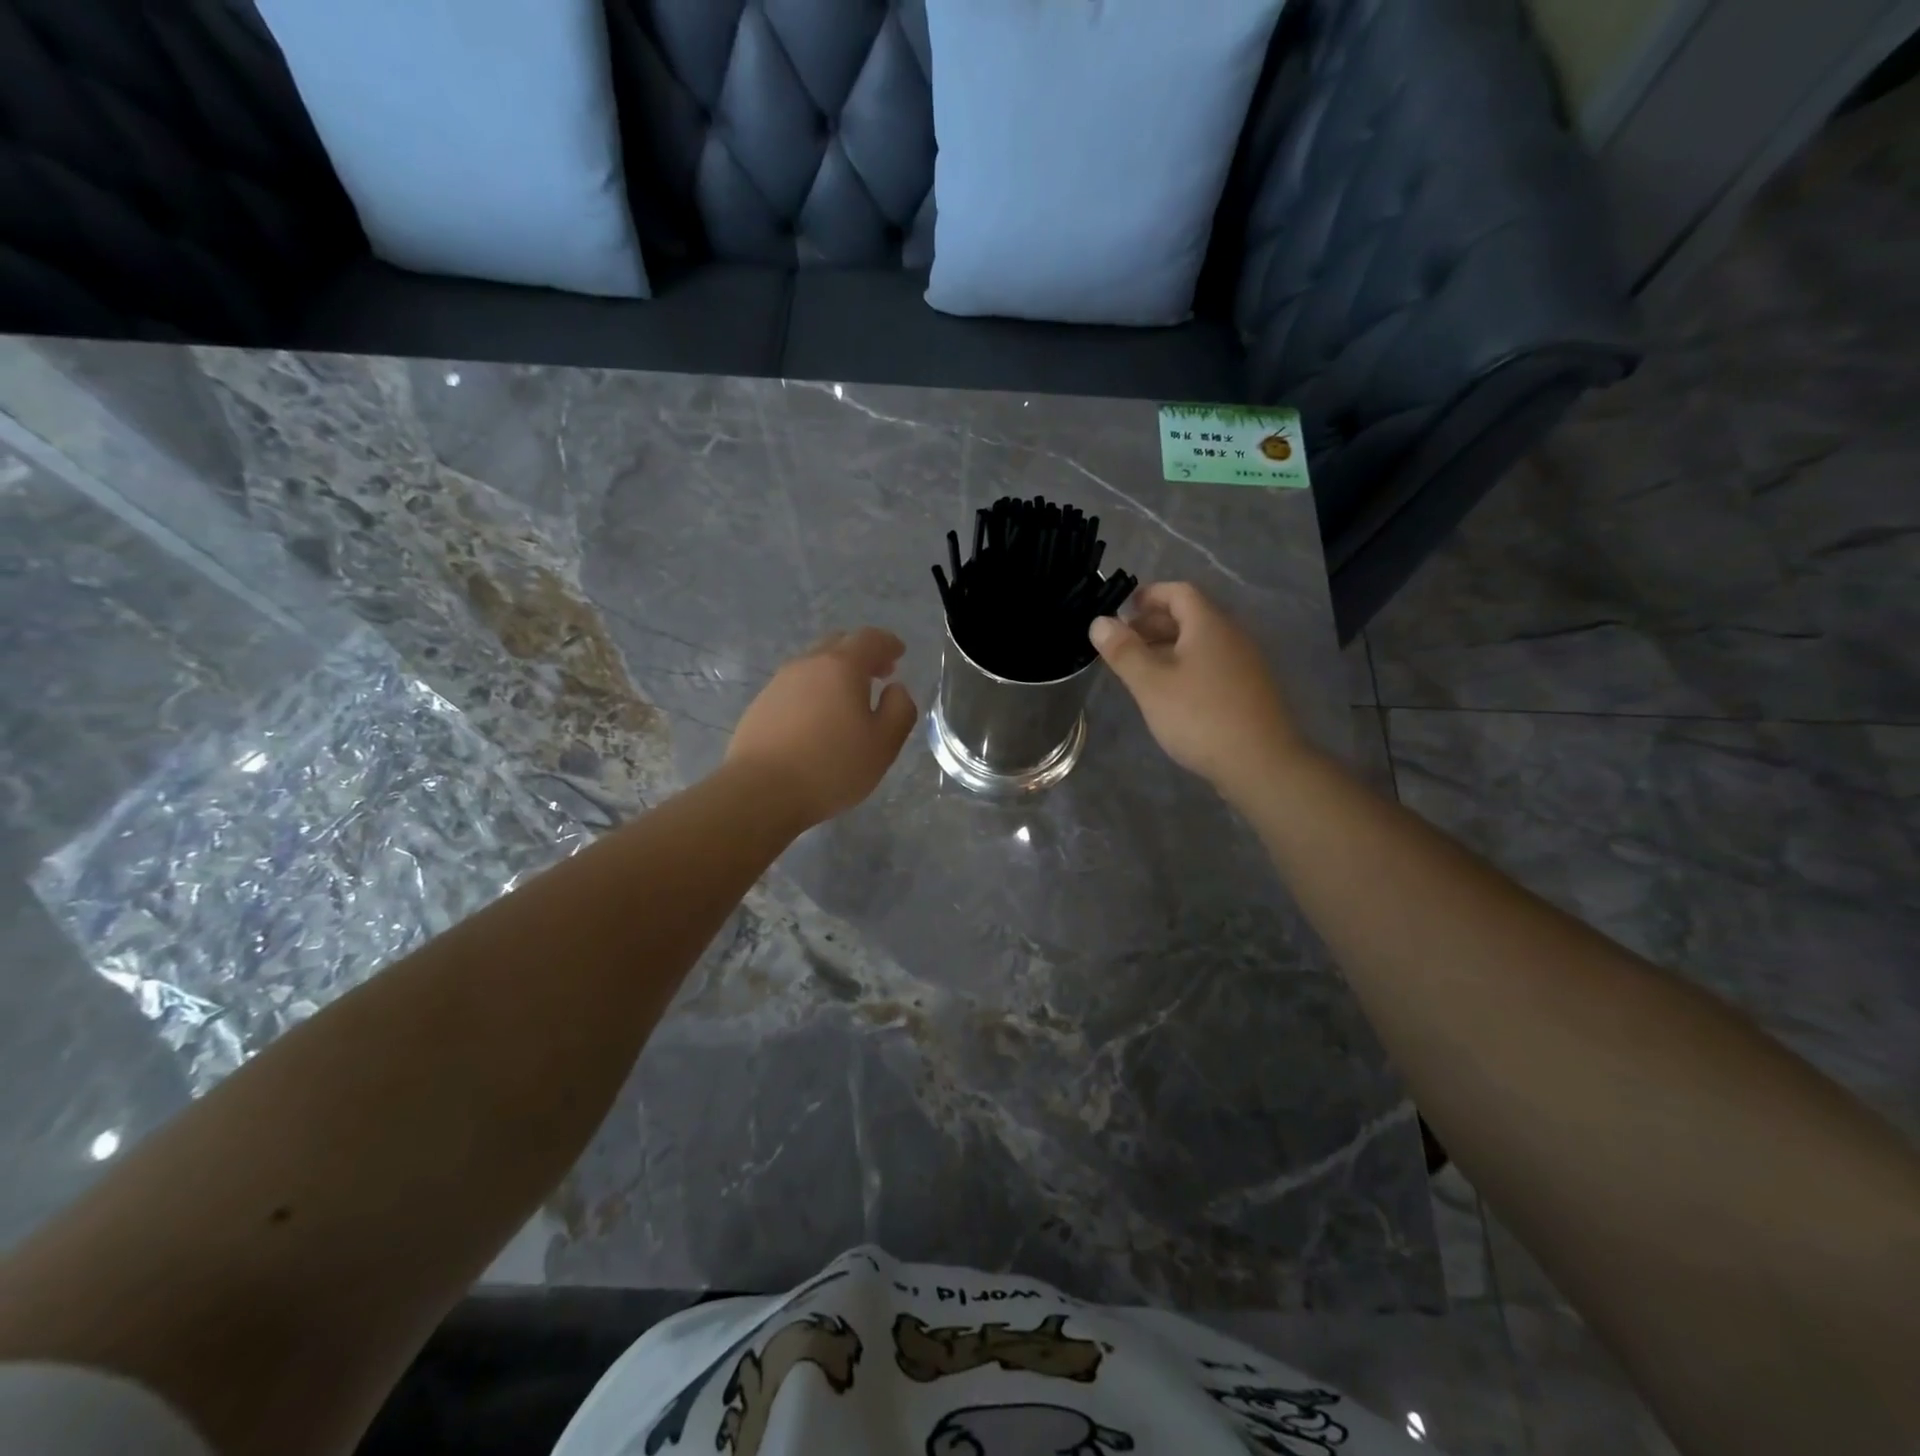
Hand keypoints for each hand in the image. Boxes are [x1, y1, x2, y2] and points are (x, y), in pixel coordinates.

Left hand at [726, 628, 918, 828]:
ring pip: (813, 666)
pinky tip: (818, 721)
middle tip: (879, 674)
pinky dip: (814, 693)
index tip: (899, 653)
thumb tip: (896, 689)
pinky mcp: (760, 706)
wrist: (761, 791)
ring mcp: (778, 683)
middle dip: (862, 655)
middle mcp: (807, 665)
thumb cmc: (832, 766)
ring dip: (835, 675)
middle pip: (838, 645)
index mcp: (841, 666)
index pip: (869, 639)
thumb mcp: (884, 744)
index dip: (888, 643)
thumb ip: (900, 709)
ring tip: (849, 701)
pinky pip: (795, 688)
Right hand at [1089, 582, 1307, 799]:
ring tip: (1140, 669)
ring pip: (1200, 643)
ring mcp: (1244, 664)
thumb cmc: (1199, 717)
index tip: (1121, 611)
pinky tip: (1170, 693)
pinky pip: (1211, 664)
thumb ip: (1124, 651)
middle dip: (1153, 623)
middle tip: (1122, 643)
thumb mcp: (1151, 684)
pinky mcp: (1248, 690)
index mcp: (1209, 625)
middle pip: (1190, 616)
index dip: (1148, 595)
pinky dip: (1186, 666)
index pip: (1179, 592)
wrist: (1261, 763)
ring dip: (1168, 647)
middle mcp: (1231, 636)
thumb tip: (1099, 622)